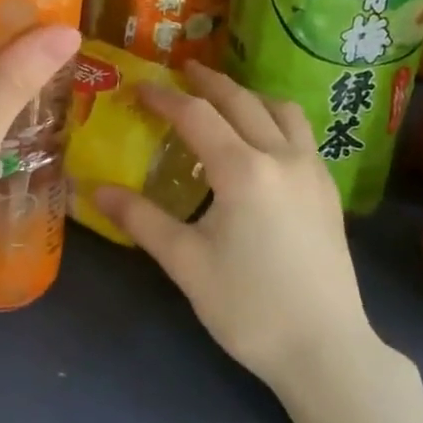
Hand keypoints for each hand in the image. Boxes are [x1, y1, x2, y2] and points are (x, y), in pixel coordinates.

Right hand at [95, 62, 382, 388]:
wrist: (326, 350)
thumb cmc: (249, 307)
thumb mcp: (185, 263)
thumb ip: (141, 219)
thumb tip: (95, 190)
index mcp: (243, 170)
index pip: (197, 116)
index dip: (165, 98)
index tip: (139, 87)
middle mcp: (282, 158)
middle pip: (243, 101)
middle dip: (208, 83)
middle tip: (181, 72)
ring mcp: (313, 172)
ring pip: (282, 111)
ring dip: (249, 96)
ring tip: (224, 100)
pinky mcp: (328, 192)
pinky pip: (301, 134)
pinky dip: (274, 119)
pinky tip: (261, 141)